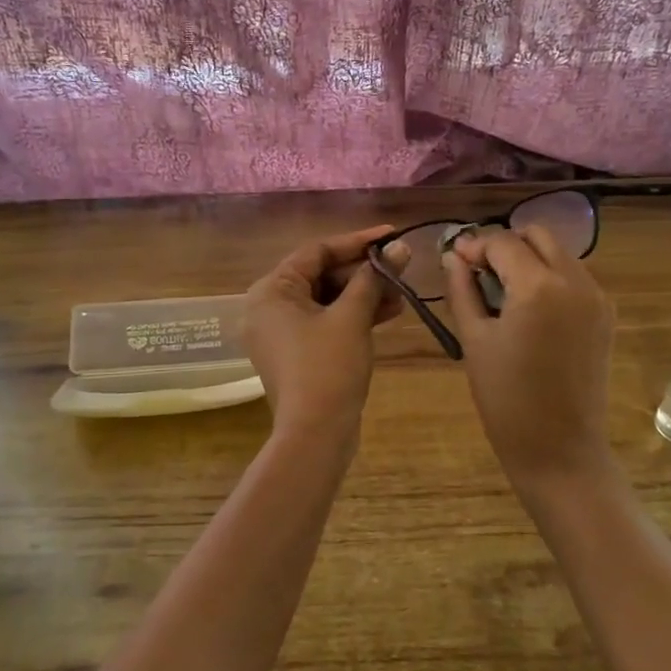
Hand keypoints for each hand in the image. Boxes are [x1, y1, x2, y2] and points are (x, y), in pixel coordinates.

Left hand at [243, 226, 409, 438]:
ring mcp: (281, 332)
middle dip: (363, 272)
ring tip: (402, 293)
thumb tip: (399, 247)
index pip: (316, 251)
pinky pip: (325, 322)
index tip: (391, 235)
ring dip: (363, 295)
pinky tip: (389, 313)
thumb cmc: (328, 367)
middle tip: (400, 266)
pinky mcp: (297, 353)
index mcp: (271, 291)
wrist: (315, 435)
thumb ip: (373, 278)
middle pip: (321, 275)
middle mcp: (269, 307)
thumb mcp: (352, 318)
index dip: (357, 242)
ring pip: (326, 300)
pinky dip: (353, 317)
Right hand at [443, 226, 615, 480]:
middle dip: (506, 244)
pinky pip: (574, 276)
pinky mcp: (605, 315)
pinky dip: (549, 276)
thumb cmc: (506, 399)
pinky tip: (529, 307)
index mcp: (538, 286)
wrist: (560, 449)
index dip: (474, 245)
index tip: (455, 260)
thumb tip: (453, 256)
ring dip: (529, 258)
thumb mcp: (474, 340)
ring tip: (502, 290)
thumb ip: (462, 290)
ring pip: (559, 253)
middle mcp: (574, 281)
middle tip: (480, 272)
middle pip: (537, 235)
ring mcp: (596, 297)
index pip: (502, 242)